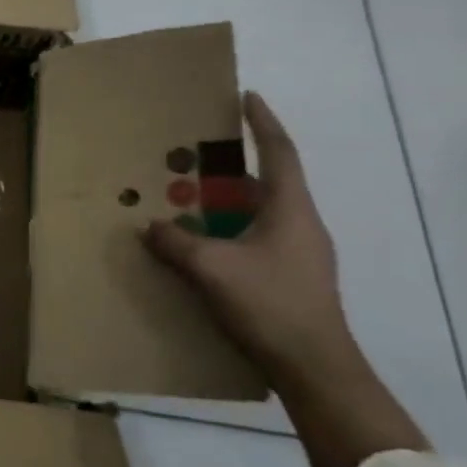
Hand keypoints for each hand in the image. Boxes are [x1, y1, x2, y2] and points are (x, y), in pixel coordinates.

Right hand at [141, 91, 351, 386]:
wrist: (315, 369)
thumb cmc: (270, 305)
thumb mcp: (212, 269)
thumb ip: (177, 242)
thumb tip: (151, 225)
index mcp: (291, 210)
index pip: (280, 153)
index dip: (263, 123)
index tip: (248, 97)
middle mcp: (301, 225)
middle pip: (266, 182)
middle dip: (231, 168)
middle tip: (194, 158)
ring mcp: (300, 255)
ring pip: (259, 214)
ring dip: (226, 204)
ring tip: (189, 200)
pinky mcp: (291, 280)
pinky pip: (256, 240)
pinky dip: (229, 232)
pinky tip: (202, 247)